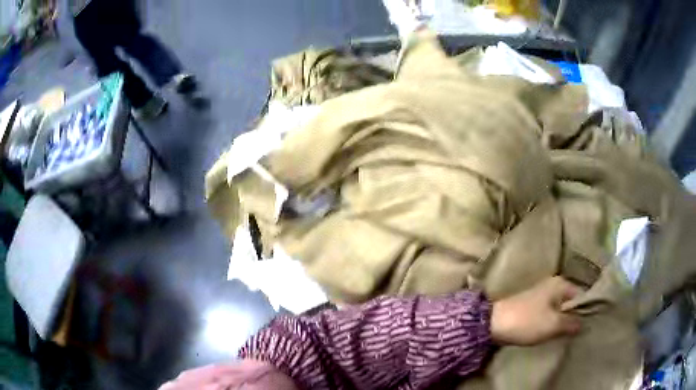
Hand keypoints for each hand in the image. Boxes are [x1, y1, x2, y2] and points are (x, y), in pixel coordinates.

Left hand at [490, 277, 582, 345]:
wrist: (493, 325)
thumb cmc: (527, 322)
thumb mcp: (554, 324)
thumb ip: (572, 323)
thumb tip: (585, 323)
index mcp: (561, 284)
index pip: (582, 295)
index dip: (587, 311)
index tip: (591, 326)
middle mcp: (553, 285)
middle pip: (571, 302)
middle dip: (575, 317)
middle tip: (581, 332)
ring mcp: (542, 295)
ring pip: (560, 309)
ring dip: (564, 321)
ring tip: (571, 335)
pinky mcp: (532, 307)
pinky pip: (550, 314)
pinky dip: (554, 322)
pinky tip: (556, 334)